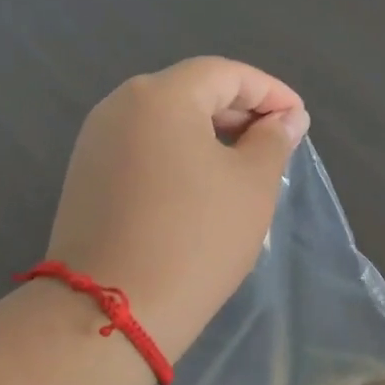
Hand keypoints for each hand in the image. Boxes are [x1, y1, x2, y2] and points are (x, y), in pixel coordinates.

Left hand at [46, 57, 309, 361]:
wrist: (112, 311)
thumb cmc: (195, 240)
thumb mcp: (251, 186)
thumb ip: (273, 141)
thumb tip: (285, 119)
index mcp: (159, 95)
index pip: (225, 74)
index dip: (269, 92)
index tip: (299, 121)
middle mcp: (118, 106)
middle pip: (189, 92)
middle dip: (238, 112)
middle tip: (276, 144)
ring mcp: (94, 142)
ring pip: (163, 123)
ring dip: (208, 136)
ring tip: (244, 166)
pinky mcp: (85, 177)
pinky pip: (142, 150)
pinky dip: (177, 157)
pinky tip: (200, 187)